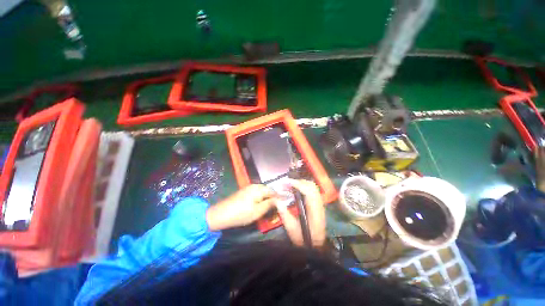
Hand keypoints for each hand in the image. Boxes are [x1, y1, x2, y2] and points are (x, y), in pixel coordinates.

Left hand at [206, 184, 276, 230]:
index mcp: (259, 189)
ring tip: (270, 206)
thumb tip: (279, 199)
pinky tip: (260, 204)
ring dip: (267, 197)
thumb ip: (269, 204)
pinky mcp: (244, 192)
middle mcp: (254, 186)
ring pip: (262, 191)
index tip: (285, 202)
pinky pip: (256, 193)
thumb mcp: (258, 211)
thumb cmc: (241, 213)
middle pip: (268, 190)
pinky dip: (261, 198)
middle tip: (278, 205)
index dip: (279, 197)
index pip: (273, 191)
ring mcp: (248, 188)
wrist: (221, 214)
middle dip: (273, 197)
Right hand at [275, 179, 325, 246]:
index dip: (298, 185)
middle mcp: (319, 205)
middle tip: (287, 184)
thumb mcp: (292, 229)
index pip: (308, 192)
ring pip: (313, 187)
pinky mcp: (319, 204)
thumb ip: (284, 214)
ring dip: (301, 183)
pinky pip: (312, 190)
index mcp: (314, 212)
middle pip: (312, 187)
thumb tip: (277, 200)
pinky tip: (296, 190)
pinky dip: (304, 187)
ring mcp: (320, 204)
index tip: (287, 182)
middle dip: (299, 182)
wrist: (316, 245)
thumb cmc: (304, 239)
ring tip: (290, 186)